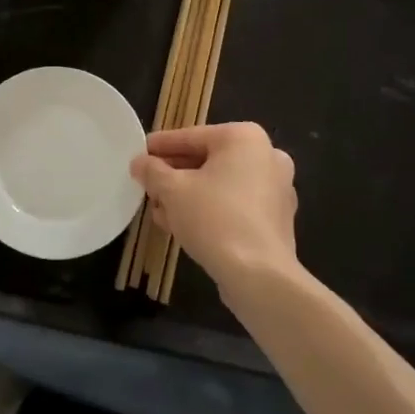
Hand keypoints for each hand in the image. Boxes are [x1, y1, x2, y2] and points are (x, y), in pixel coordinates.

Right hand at [130, 122, 298, 289]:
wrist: (259, 276)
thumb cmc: (214, 218)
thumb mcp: (172, 190)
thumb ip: (152, 171)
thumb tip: (139, 163)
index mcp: (244, 138)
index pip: (190, 136)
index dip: (160, 146)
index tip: (139, 154)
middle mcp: (266, 156)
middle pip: (207, 160)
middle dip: (174, 174)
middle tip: (147, 184)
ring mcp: (276, 189)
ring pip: (220, 184)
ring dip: (188, 195)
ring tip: (158, 209)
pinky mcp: (276, 219)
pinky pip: (235, 204)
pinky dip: (209, 210)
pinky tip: (180, 225)